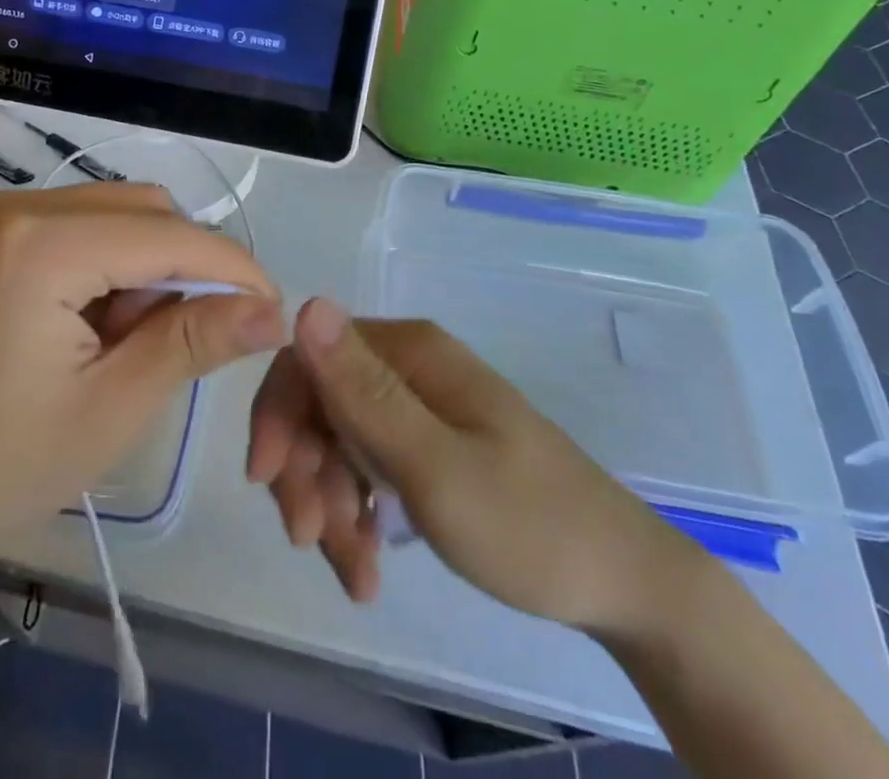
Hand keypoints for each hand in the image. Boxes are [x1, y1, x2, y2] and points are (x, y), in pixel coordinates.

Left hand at [0, 183, 283, 592]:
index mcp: (43, 244)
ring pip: (116, 213)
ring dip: (147, 267)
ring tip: (126, 343)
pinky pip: (80, 225)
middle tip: (183, 343)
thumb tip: (272, 310)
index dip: (233, 269)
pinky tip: (94, 325)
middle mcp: (20, 205)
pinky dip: (109, 265)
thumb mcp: (111, 409)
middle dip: (185, 268)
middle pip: (145, 210)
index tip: (275, 312)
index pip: (170, 236)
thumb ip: (195, 342)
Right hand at [247, 297, 696, 636]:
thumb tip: (305, 304)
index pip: (310, 357)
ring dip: (328, 504)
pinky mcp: (428, 445)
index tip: (266, 481)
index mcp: (409, 352)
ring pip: (337, 442)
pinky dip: (354, 515)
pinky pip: (366, 468)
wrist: (623, 584)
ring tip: (356, 576)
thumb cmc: (530, 526)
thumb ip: (365, 393)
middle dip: (303, 471)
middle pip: (319, 403)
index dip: (277, 413)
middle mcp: (409, 367)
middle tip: (312, 541)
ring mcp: (419, 407)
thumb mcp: (436, 467)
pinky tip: (367, 566)